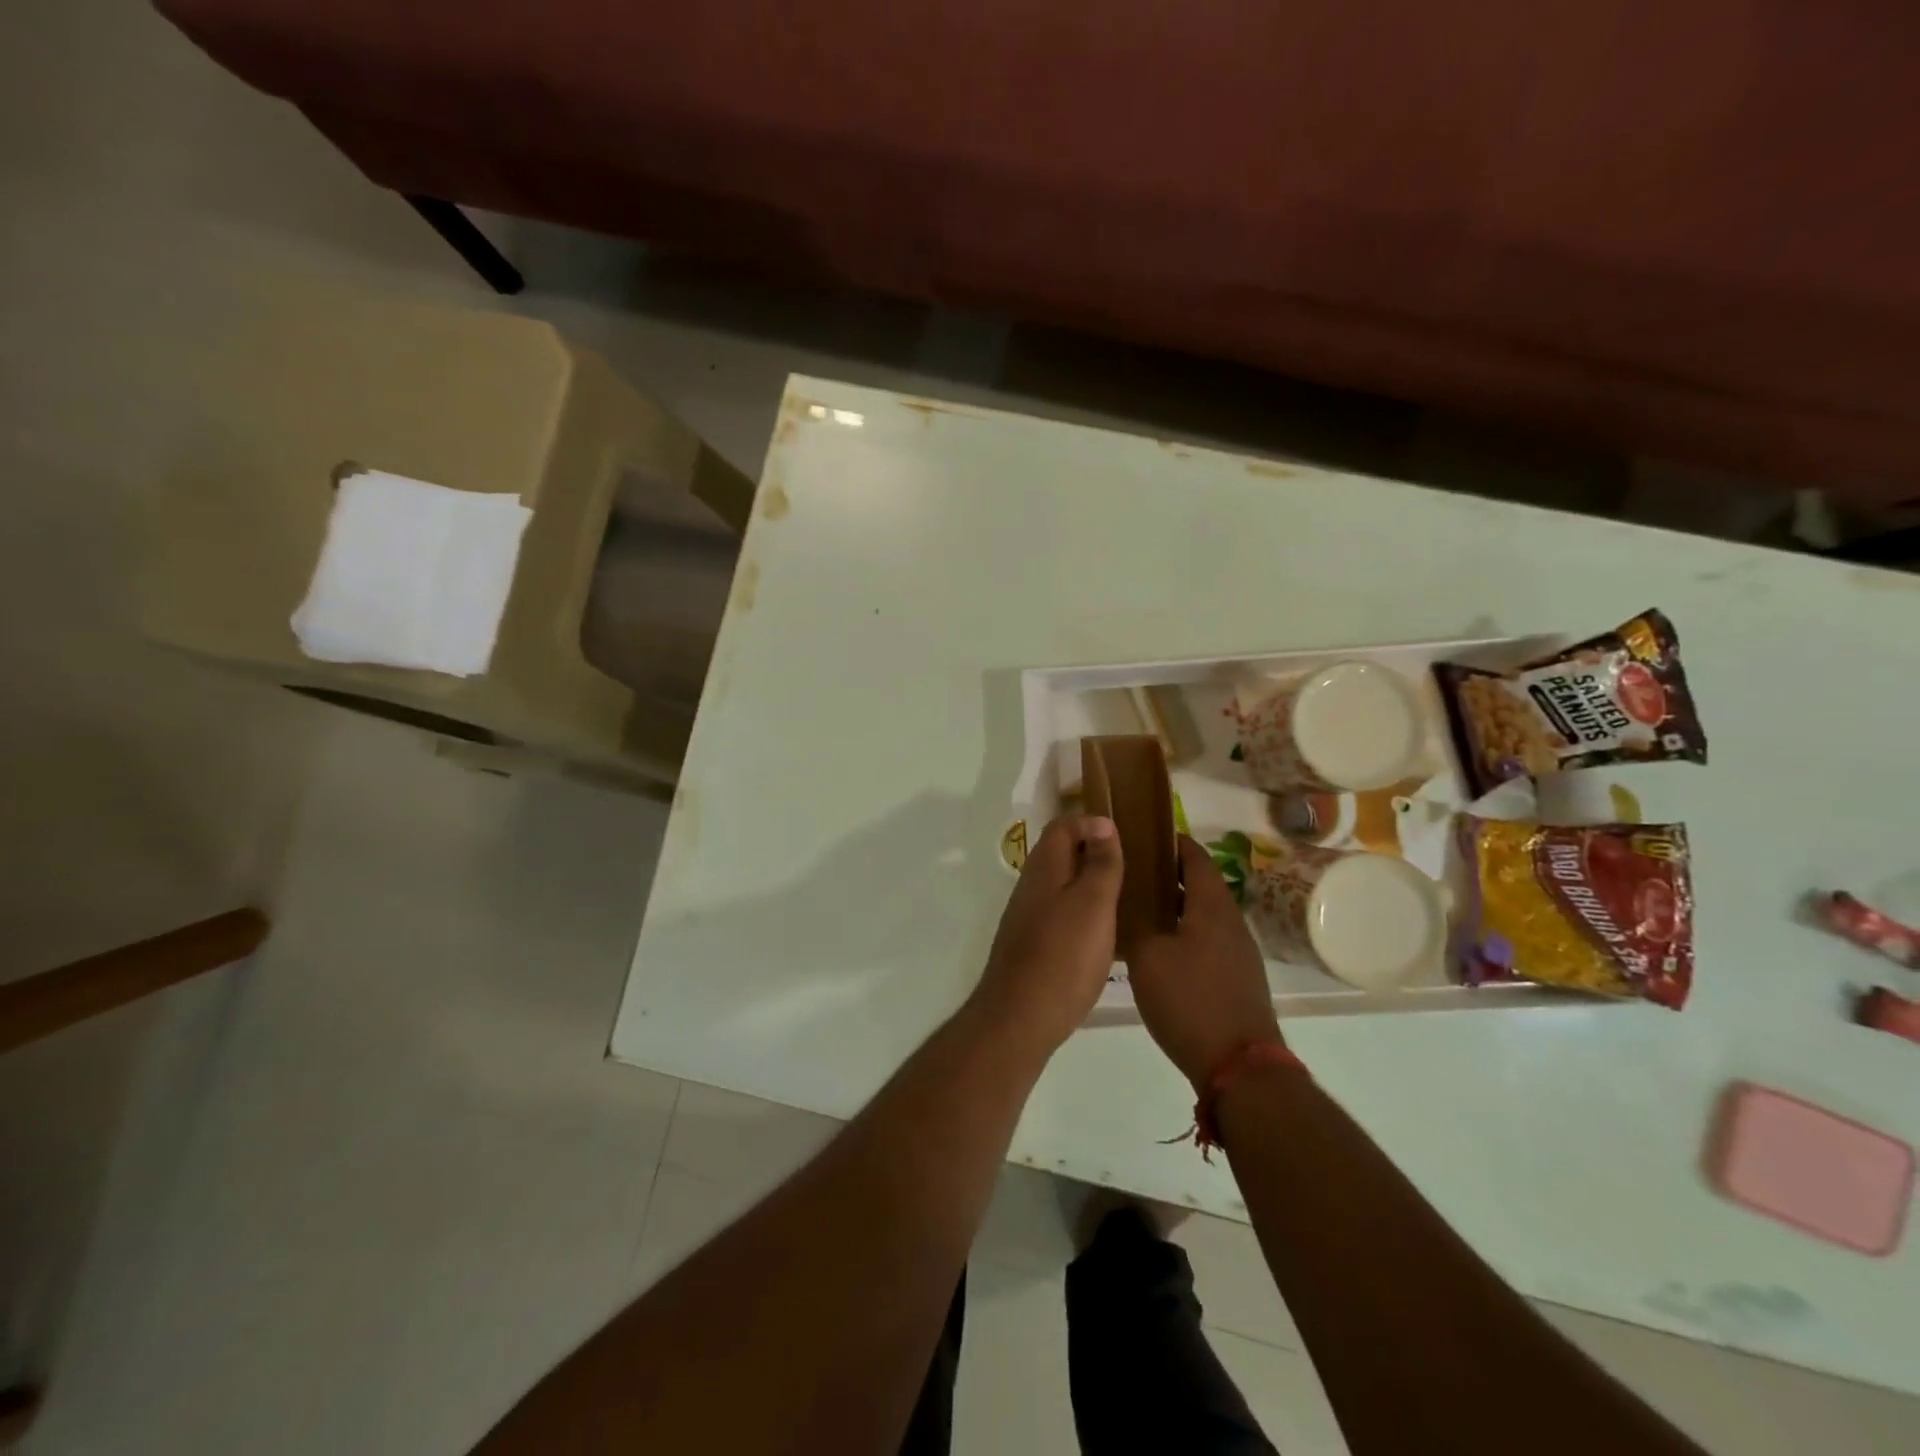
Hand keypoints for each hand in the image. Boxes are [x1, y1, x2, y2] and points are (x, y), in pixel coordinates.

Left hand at [971, 815, 1123, 1054]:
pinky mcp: (1032, 946)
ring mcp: (1028, 918)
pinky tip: (1105, 933)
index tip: (1125, 832)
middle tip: (1132, 864)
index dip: (1091, 822)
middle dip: (1093, 851)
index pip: (1063, 826)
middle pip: (1060, 854)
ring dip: (1089, 883)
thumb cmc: (1063, 955)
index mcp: (1044, 868)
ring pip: (1061, 885)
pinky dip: (1082, 912)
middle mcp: (1031, 887)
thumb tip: (1103, 824)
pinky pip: (1060, 914)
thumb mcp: (1092, 904)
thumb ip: (1100, 864)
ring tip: (1126, 896)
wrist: (1020, 1017)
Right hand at [1128, 836, 1281, 1088]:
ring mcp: (1239, 953)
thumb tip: (1129, 904)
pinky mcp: (1237, 979)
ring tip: (1138, 908)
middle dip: (1168, 875)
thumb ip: (1137, 924)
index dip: (1172, 843)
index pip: (1195, 858)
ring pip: (1203, 915)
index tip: (1144, 836)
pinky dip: (1184, 932)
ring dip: (1175, 907)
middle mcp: (1230, 922)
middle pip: (1200, 885)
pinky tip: (1158, 948)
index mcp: (1211, 907)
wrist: (1239, 1066)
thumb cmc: (1190, 1001)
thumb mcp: (1147, 957)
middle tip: (1131, 873)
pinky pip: (1207, 941)